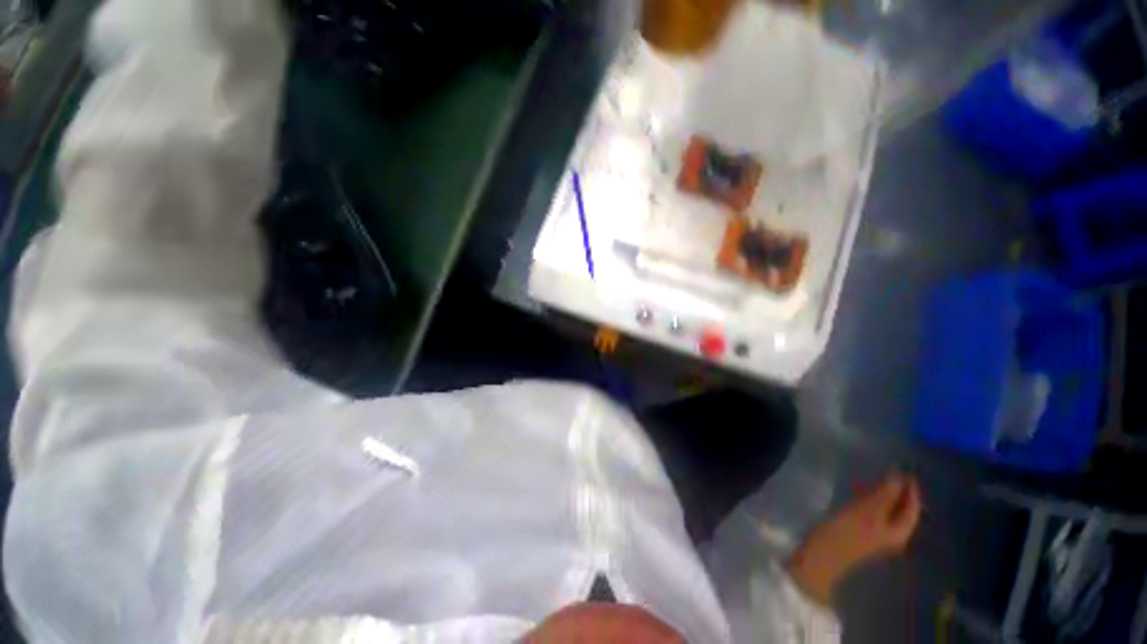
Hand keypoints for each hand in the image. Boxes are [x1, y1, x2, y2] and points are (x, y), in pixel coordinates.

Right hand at [786, 471, 921, 606]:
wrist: (821, 556)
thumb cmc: (847, 533)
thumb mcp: (867, 511)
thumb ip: (885, 493)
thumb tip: (899, 475)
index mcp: (899, 532)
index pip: (913, 508)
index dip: (911, 489)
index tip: (906, 469)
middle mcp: (891, 534)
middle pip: (900, 510)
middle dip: (897, 491)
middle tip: (889, 470)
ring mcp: (874, 533)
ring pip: (884, 510)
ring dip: (881, 493)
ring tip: (871, 476)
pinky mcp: (857, 530)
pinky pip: (869, 511)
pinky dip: (867, 499)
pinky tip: (856, 490)